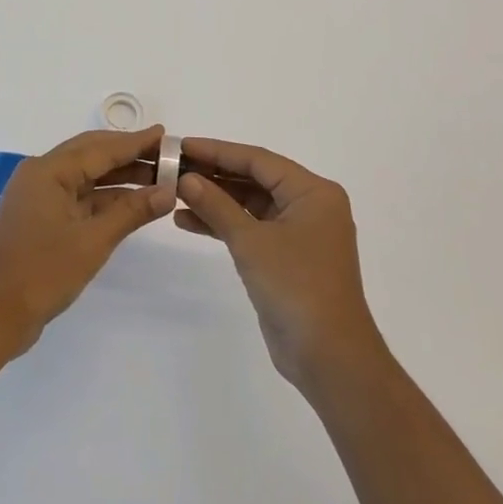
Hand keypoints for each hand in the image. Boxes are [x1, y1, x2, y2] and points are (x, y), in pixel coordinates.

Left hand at [0, 127, 174, 354]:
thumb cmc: (42, 272)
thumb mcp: (93, 241)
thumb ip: (131, 212)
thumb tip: (168, 191)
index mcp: (48, 170)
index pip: (100, 148)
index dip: (136, 142)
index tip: (165, 134)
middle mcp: (41, 174)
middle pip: (92, 155)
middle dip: (130, 155)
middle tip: (166, 155)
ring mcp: (39, 197)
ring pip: (87, 177)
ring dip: (120, 178)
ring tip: (158, 179)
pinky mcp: (41, 218)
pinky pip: (79, 197)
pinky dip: (105, 199)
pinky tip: (133, 203)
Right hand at [175, 138, 383, 390]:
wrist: (329, 358)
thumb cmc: (296, 287)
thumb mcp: (251, 242)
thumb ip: (217, 206)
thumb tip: (186, 179)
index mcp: (313, 192)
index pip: (258, 160)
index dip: (217, 151)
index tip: (182, 146)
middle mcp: (309, 205)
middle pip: (254, 179)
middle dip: (213, 174)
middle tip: (173, 168)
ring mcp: (299, 233)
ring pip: (250, 204)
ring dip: (215, 200)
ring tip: (174, 194)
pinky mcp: (287, 257)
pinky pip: (251, 228)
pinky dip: (224, 225)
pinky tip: (188, 221)